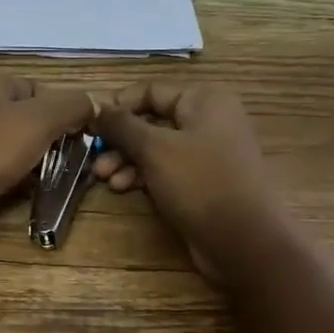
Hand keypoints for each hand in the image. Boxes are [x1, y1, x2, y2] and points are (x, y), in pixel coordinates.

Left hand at [0, 73, 97, 245]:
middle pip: (25, 118)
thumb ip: (73, 105)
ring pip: (14, 146)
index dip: (60, 108)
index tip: (79, 131)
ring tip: (56, 175)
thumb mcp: (42, 117)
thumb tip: (95, 103)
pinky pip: (0, 170)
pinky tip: (30, 190)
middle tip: (72, 156)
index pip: (35, 88)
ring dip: (36, 160)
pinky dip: (17, 179)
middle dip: (50, 137)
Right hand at [93, 82, 278, 280]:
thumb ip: (121, 124)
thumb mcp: (155, 148)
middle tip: (93, 156)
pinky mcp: (202, 181)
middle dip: (119, 139)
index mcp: (204, 100)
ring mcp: (207, 152)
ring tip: (103, 177)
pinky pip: (166, 169)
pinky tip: (122, 188)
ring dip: (126, 160)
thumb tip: (96, 106)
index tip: (90, 125)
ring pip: (155, 147)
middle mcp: (208, 119)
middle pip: (151, 120)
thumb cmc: (200, 183)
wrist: (243, 241)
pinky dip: (143, 175)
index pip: (150, 90)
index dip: (118, 106)